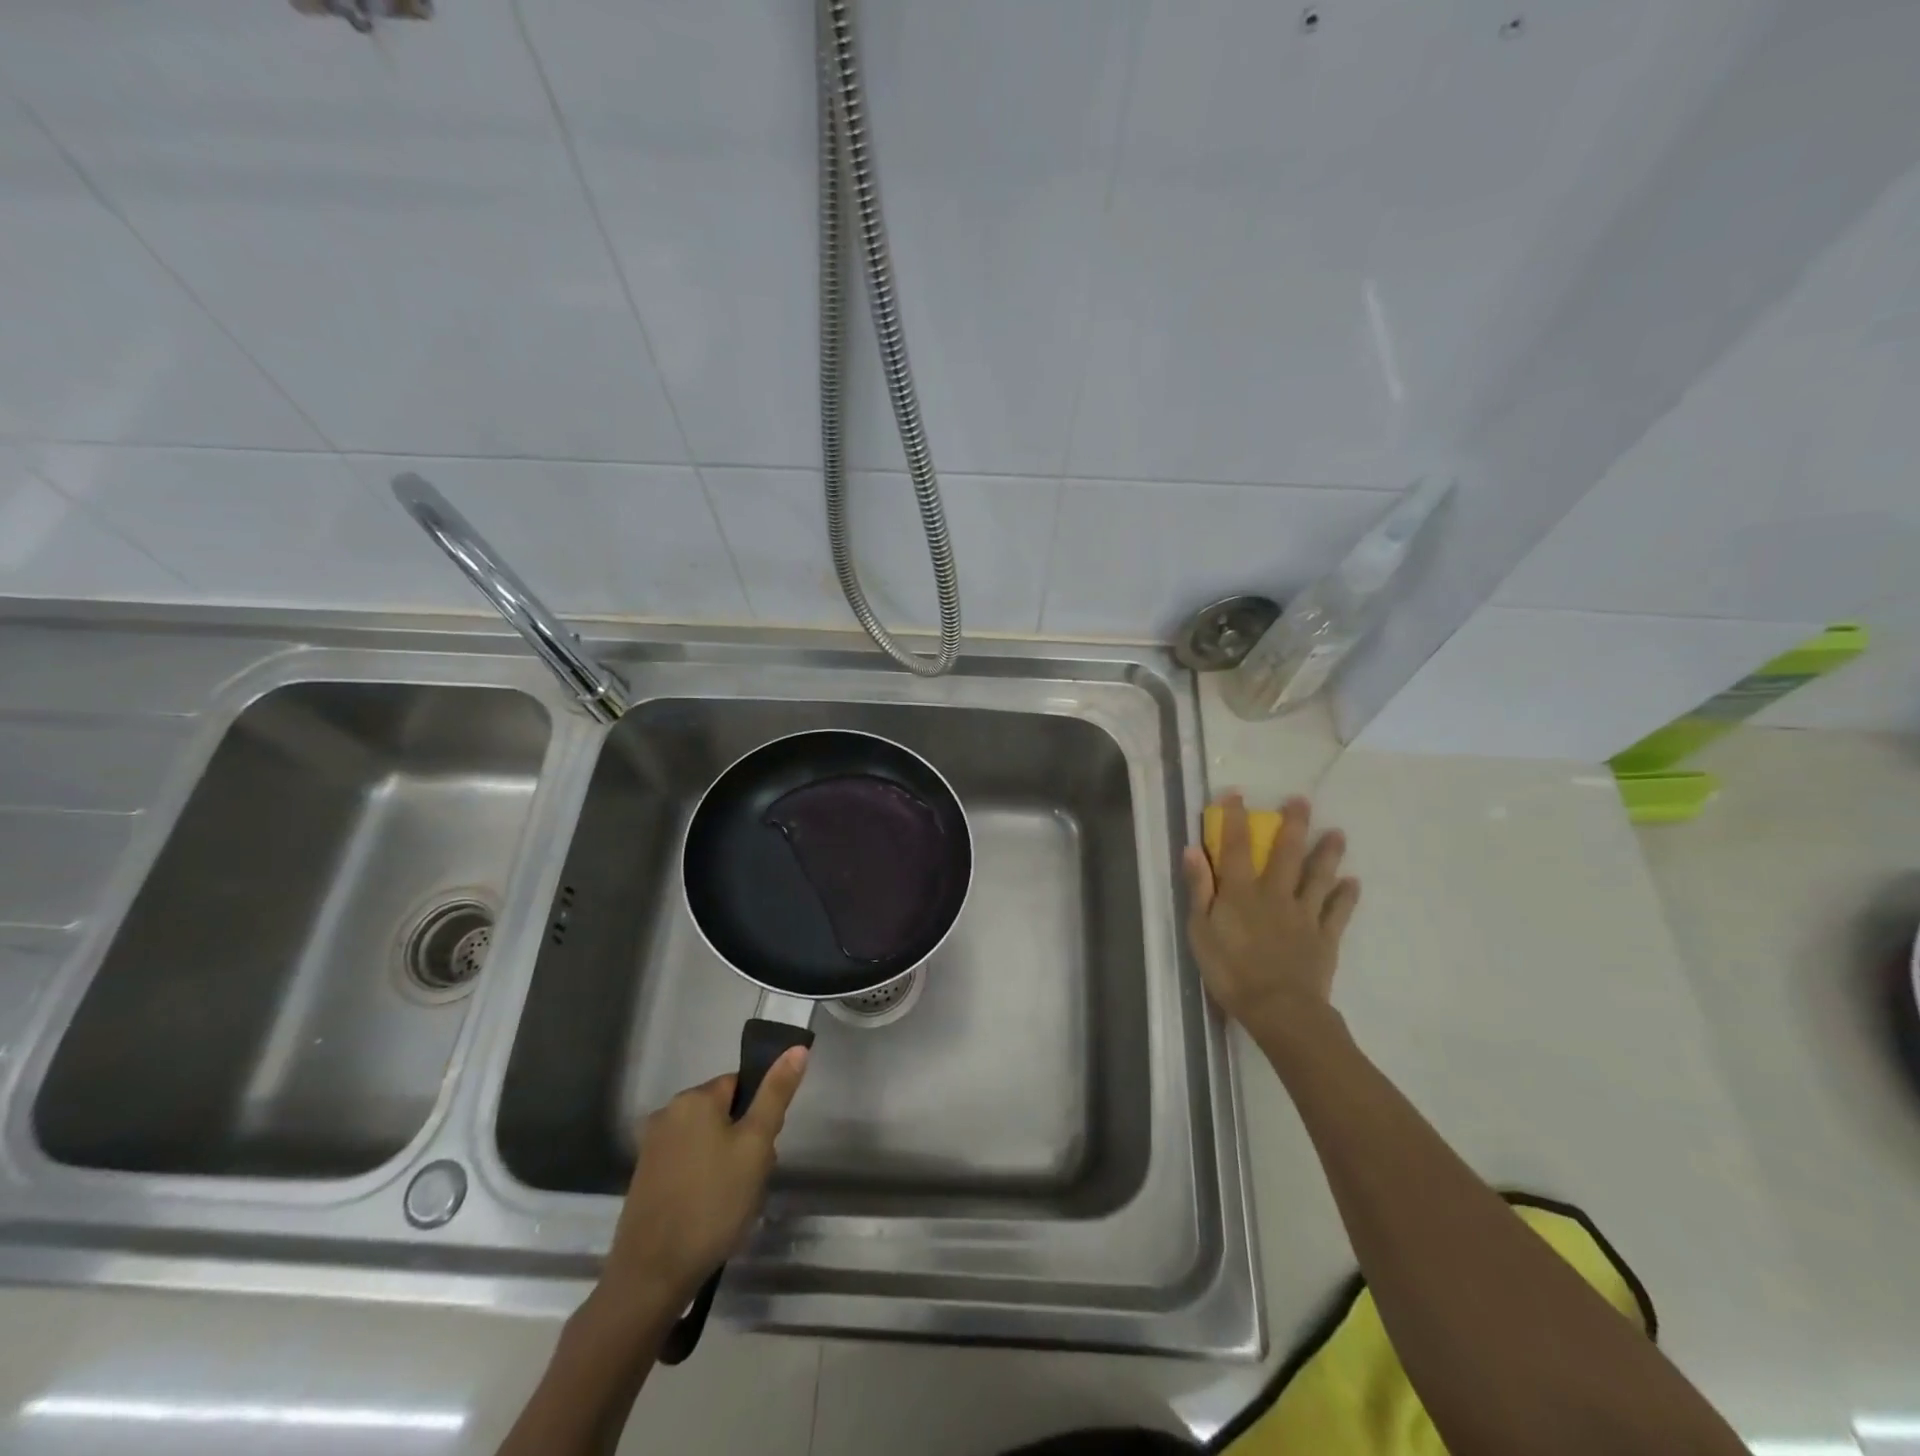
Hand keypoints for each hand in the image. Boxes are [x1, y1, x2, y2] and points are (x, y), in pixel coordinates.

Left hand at [601, 1048, 809, 1309]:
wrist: (652, 1276)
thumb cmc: (713, 1203)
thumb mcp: (756, 1145)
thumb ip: (776, 1094)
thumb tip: (797, 1047)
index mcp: (694, 1098)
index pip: (742, 1085)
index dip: (760, 1114)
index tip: (764, 1149)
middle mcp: (668, 1113)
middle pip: (724, 1113)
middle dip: (744, 1142)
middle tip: (752, 1179)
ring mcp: (652, 1148)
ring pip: (707, 1141)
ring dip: (726, 1163)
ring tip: (734, 1203)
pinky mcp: (644, 1180)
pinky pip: (687, 1165)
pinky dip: (704, 1181)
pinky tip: (711, 1213)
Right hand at [1182, 793, 1358, 1042]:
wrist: (1280, 1009)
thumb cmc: (1230, 971)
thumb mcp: (1200, 931)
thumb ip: (1199, 889)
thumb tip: (1192, 850)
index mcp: (1241, 892)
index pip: (1235, 846)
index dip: (1235, 819)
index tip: (1236, 794)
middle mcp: (1275, 894)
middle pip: (1285, 853)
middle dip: (1293, 824)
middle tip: (1301, 800)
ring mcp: (1304, 914)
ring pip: (1318, 876)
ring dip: (1327, 853)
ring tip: (1337, 833)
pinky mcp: (1324, 936)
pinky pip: (1337, 911)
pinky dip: (1346, 895)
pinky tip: (1353, 882)